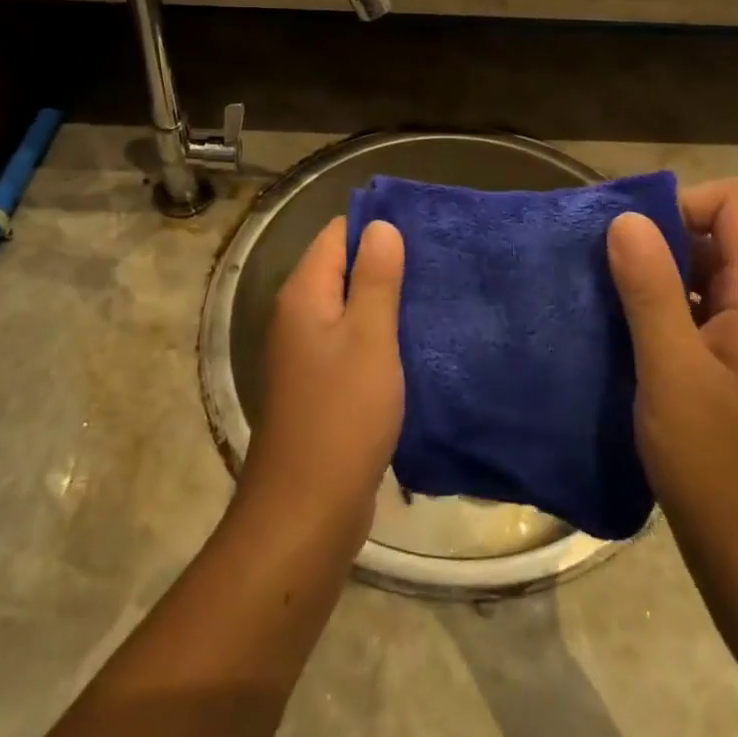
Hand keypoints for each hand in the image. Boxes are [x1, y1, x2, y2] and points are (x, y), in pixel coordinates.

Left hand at [239, 218, 404, 552]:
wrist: (306, 511)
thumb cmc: (342, 415)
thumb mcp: (368, 337)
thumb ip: (375, 278)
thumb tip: (381, 225)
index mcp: (304, 294)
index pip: (337, 234)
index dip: (377, 228)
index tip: (424, 232)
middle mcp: (299, 315)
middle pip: (343, 268)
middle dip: (387, 264)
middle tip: (439, 265)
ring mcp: (307, 353)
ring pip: (351, 307)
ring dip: (387, 302)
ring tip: (435, 298)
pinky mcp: (321, 385)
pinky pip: (353, 342)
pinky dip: (380, 336)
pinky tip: (415, 344)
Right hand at [607, 179, 737, 578]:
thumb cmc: (720, 466)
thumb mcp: (673, 372)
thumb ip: (650, 289)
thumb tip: (625, 218)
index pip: (730, 201)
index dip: (679, 203)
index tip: (627, 237)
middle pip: (713, 230)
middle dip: (655, 235)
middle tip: (597, 264)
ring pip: (700, 269)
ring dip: (651, 273)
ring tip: (600, 295)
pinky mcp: (731, 362)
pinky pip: (695, 307)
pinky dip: (658, 306)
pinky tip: (620, 333)